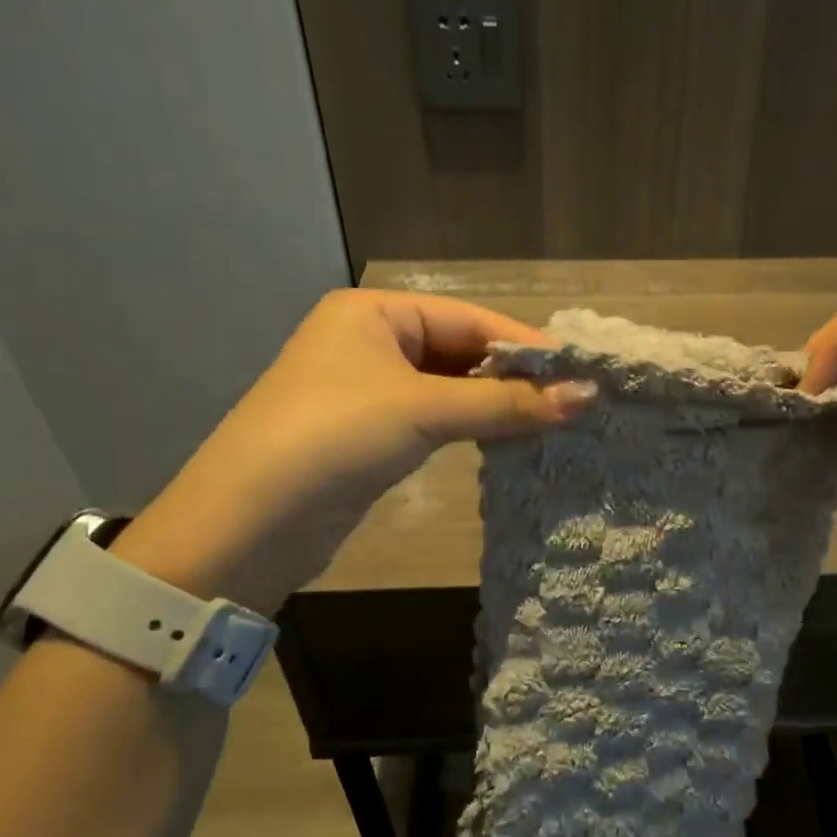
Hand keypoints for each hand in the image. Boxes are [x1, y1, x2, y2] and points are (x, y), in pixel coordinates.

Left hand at [115, 290, 592, 610]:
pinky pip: (438, 419)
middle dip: (516, 378)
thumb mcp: (423, 410)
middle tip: (577, 403)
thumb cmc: (334, 438)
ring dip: (499, 405)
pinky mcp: (374, 434)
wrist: (248, 524)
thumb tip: (589, 395)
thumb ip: (506, 403)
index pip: (471, 319)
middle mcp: (373, 341)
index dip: (527, 346)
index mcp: (376, 312)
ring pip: (453, 388)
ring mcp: (372, 390)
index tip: (584, 373)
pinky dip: (475, 427)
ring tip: (557, 422)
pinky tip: (512, 440)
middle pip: (463, 352)